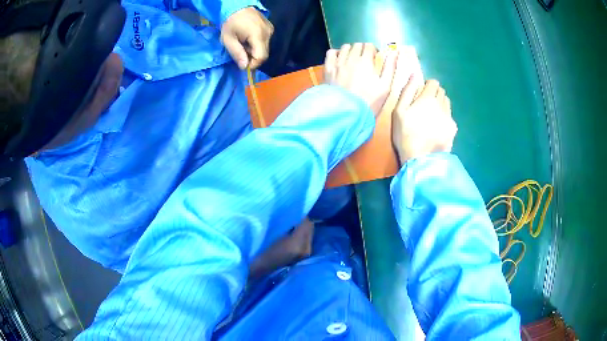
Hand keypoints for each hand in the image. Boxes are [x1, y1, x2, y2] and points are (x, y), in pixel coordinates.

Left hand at [221, 7, 273, 69]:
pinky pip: (265, 41)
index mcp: (258, 35)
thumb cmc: (230, 23)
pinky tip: (248, 39)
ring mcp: (270, 30)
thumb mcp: (228, 40)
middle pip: (264, 54)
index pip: (261, 57)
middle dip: (253, 58)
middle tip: (241, 54)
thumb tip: (244, 67)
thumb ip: (237, 53)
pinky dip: (257, 44)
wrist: (237, 7)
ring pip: (265, 48)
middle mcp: (267, 33)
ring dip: (254, 51)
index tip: (243, 65)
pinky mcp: (270, 28)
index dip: (253, 64)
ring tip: (243, 45)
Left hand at [324, 43, 400, 116]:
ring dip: (350, 50)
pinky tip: (340, 60)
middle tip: (365, 60)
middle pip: (357, 45)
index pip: (369, 46)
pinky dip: (336, 53)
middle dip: (363, 50)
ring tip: (353, 60)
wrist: (347, 113)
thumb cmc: (369, 101)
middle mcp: (350, 58)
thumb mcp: (385, 86)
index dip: (374, 50)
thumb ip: (390, 67)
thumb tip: (394, 52)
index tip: (375, 57)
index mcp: (365, 61)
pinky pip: (331, 53)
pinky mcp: (327, 69)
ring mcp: (337, 63)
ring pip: (344, 48)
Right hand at [392, 79, 456, 162]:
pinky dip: (444, 117)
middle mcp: (442, 104)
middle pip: (441, 91)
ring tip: (432, 116)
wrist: (421, 159)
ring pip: (447, 103)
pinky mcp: (453, 129)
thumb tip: (414, 75)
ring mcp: (449, 117)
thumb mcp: (399, 112)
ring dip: (440, 104)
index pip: (433, 82)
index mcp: (428, 98)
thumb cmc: (405, 134)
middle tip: (425, 105)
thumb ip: (407, 91)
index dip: (427, 86)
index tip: (421, 93)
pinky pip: (450, 116)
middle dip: (434, 94)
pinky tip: (437, 127)